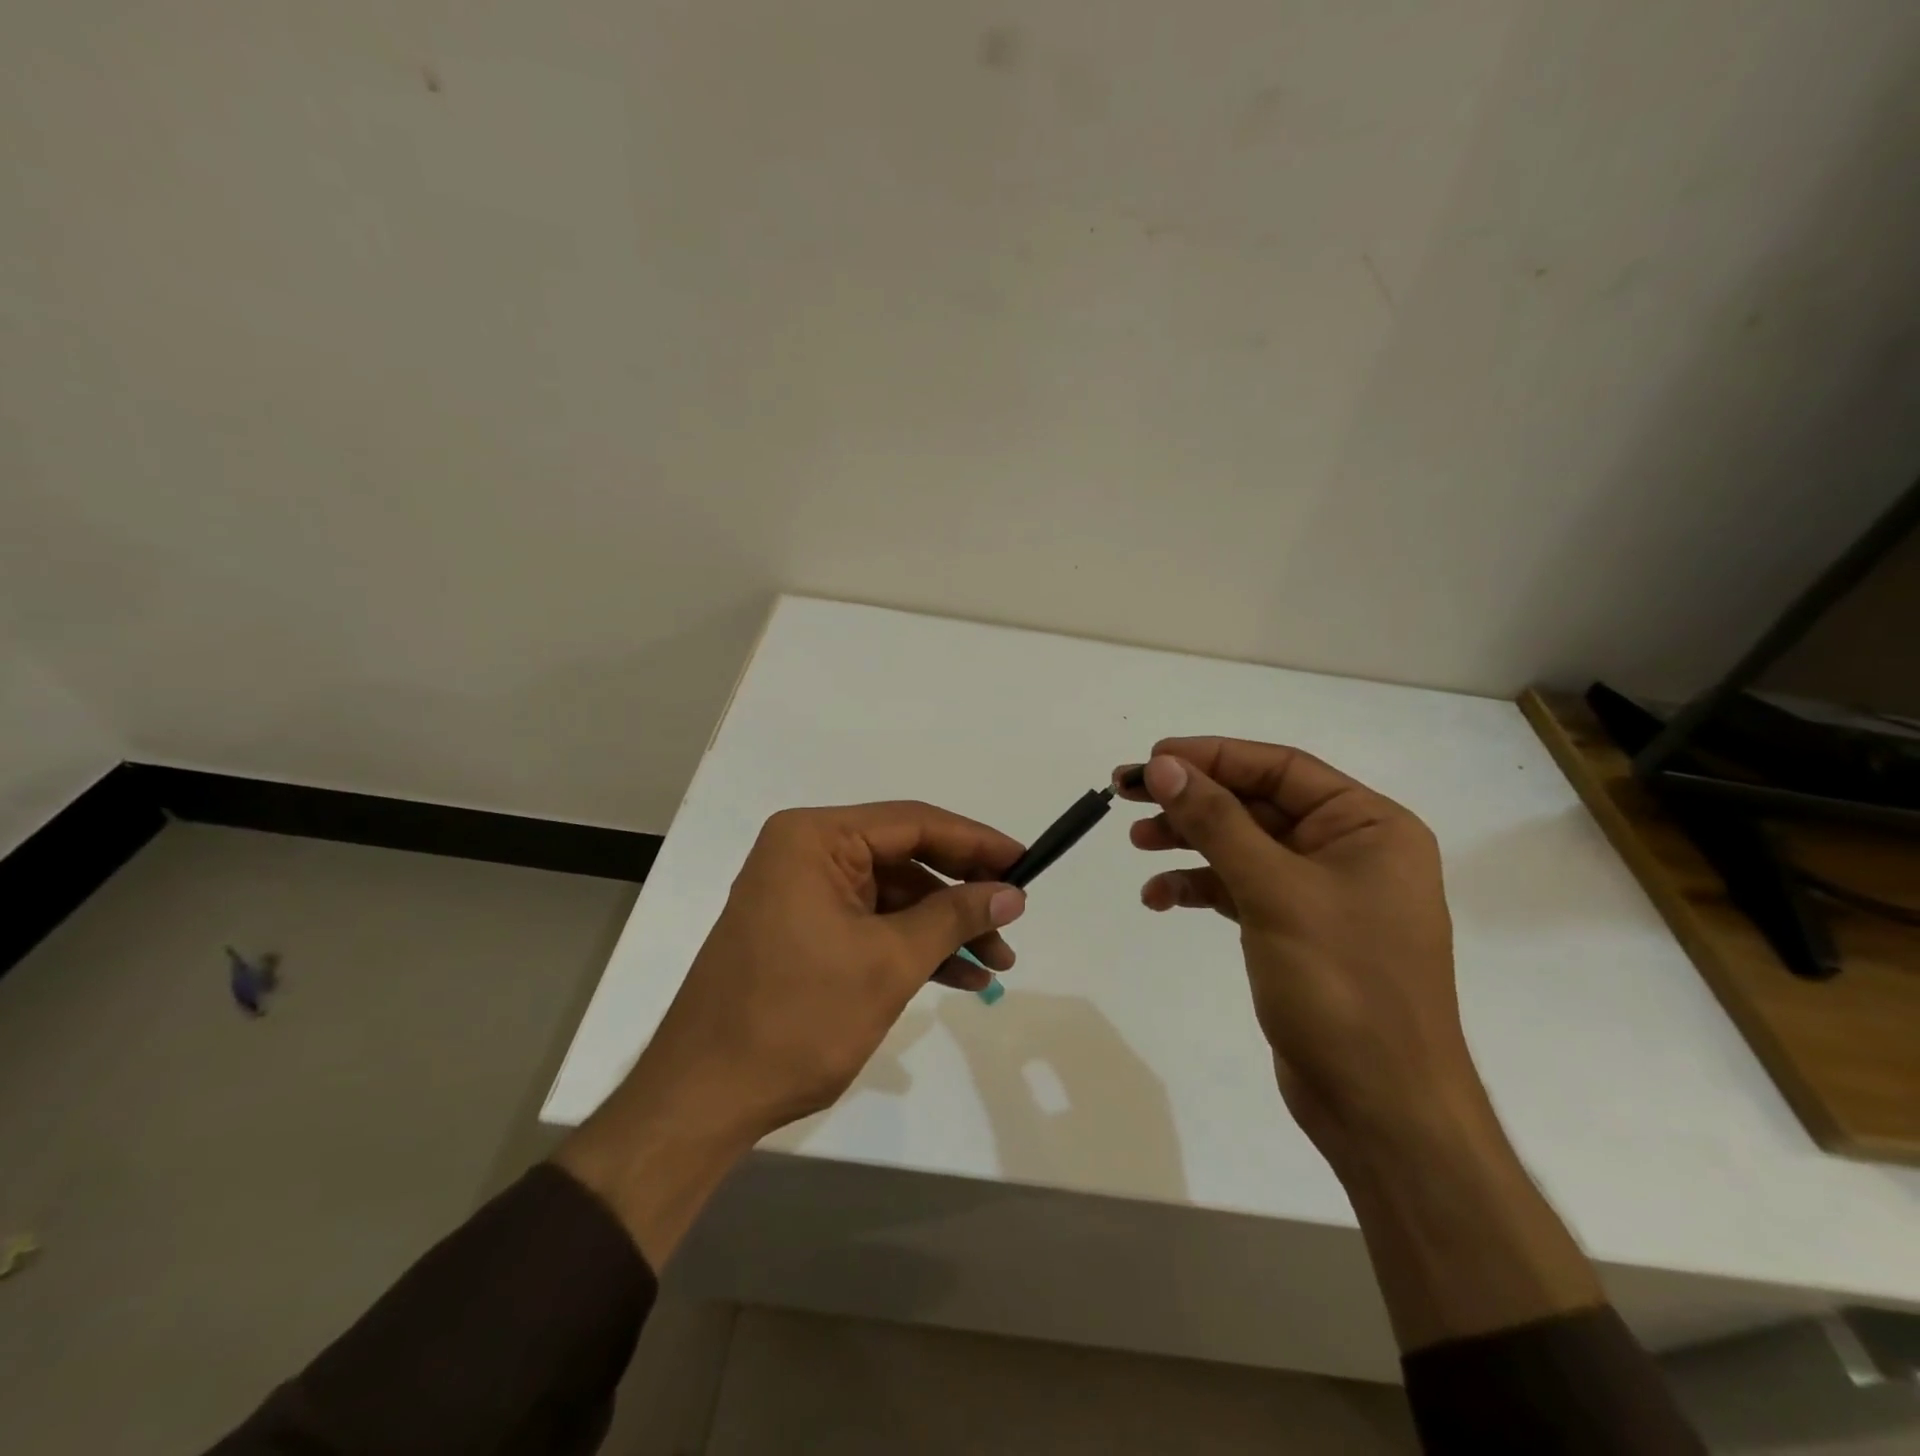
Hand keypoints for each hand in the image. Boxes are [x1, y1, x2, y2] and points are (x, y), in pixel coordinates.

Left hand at [558, 801, 1025, 1264]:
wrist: (704, 1098)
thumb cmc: (797, 1018)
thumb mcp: (888, 962)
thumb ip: (954, 918)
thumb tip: (1012, 892)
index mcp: (815, 838)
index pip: (913, 823)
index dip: (976, 842)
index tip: (1025, 863)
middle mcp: (806, 853)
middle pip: (905, 858)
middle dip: (963, 894)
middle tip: (1015, 918)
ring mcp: (803, 894)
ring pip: (894, 897)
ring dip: (944, 928)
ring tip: (999, 962)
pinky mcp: (804, 932)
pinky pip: (872, 925)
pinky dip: (913, 947)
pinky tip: (960, 977)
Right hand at [1115, 737, 1485, 1164]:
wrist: (1380, 1107)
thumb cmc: (1341, 985)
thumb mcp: (1274, 891)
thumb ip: (1217, 822)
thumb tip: (1165, 767)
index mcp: (1368, 826)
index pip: (1280, 769)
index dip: (1213, 757)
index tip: (1153, 759)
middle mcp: (1348, 850)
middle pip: (1256, 804)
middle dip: (1193, 800)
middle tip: (1128, 793)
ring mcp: (1321, 893)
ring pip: (1242, 846)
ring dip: (1189, 841)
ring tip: (1137, 843)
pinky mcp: (1295, 930)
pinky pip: (1239, 889)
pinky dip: (1199, 887)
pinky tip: (1158, 898)